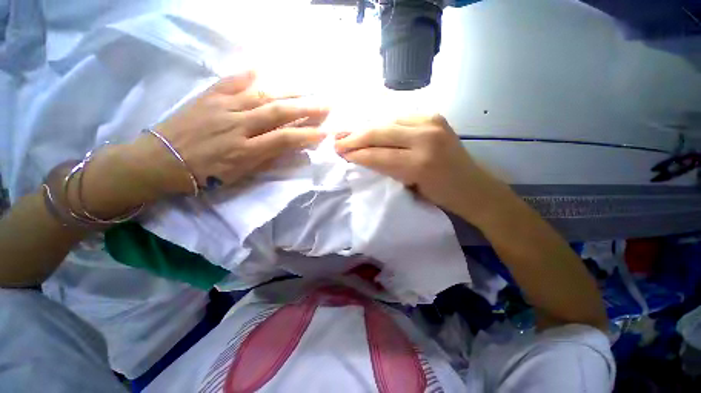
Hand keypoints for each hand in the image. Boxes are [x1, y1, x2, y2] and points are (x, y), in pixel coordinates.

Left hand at [131, 71, 328, 195]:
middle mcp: (237, 126)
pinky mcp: (208, 96)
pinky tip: (263, 68)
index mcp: (245, 151)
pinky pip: (231, 81)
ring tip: (306, 87)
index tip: (324, 131)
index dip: (307, 135)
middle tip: (325, 103)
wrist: (162, 161)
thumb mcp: (240, 175)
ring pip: (260, 94)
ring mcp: (222, 108)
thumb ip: (266, 159)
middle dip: (306, 108)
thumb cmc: (205, 174)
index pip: (284, 140)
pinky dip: (248, 73)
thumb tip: (287, 147)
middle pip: (277, 113)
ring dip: (287, 90)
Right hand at [335, 115, 510, 222]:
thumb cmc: (441, 195)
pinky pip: (400, 117)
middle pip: (381, 132)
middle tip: (338, 140)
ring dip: (367, 128)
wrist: (473, 187)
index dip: (357, 153)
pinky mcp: (435, 116)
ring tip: (349, 132)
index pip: (378, 154)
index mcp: (420, 162)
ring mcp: (432, 122)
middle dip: (356, 137)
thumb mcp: (409, 187)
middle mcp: (426, 137)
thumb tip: (363, 157)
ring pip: (388, 121)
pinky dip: (384, 124)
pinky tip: (372, 128)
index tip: (339, 152)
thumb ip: (387, 168)